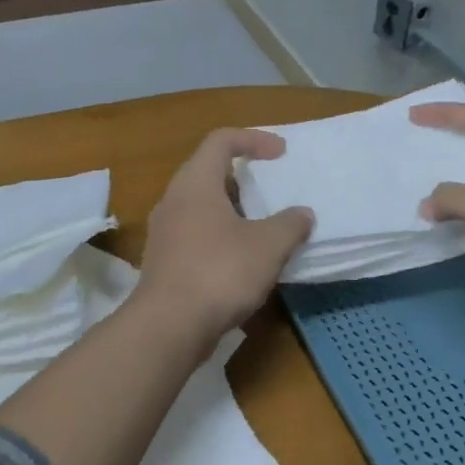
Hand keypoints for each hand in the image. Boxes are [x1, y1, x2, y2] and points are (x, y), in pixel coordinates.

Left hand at [137, 128, 314, 343]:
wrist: (168, 325)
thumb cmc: (219, 272)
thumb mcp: (268, 246)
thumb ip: (289, 224)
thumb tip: (302, 214)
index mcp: (195, 183)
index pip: (221, 140)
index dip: (253, 139)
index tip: (282, 154)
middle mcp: (172, 200)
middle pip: (207, 171)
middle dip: (242, 177)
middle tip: (270, 191)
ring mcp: (163, 231)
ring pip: (200, 206)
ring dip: (231, 210)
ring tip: (261, 228)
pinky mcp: (163, 260)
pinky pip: (194, 233)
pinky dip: (219, 236)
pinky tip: (240, 260)